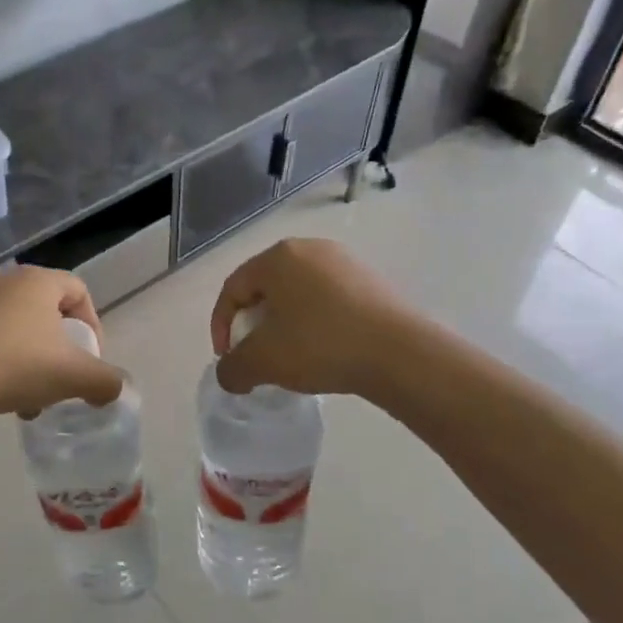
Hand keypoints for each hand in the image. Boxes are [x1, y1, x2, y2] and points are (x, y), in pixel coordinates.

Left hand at [0, 265, 124, 429]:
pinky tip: (5, 397)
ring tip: (35, 396)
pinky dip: (6, 363)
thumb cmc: (15, 367)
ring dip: (35, 360)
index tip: (91, 360)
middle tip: (65, 378)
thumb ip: (105, 381)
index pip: (79, 291)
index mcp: (37, 280)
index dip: (94, 325)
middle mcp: (4, 281)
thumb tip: (115, 389)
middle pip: (49, 311)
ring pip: (20, 329)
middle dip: (63, 348)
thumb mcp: (74, 376)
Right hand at [210, 239, 412, 397]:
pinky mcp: (371, 281)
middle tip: (257, 356)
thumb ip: (233, 368)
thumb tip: (230, 374)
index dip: (222, 325)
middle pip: (266, 288)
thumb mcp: (263, 362)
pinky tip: (324, 351)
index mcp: (278, 257)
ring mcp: (345, 262)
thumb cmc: (320, 345)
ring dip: (286, 325)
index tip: (229, 358)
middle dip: (254, 325)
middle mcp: (310, 248)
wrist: (399, 353)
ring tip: (291, 357)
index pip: (233, 289)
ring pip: (298, 294)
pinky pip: (328, 300)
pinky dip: (315, 323)